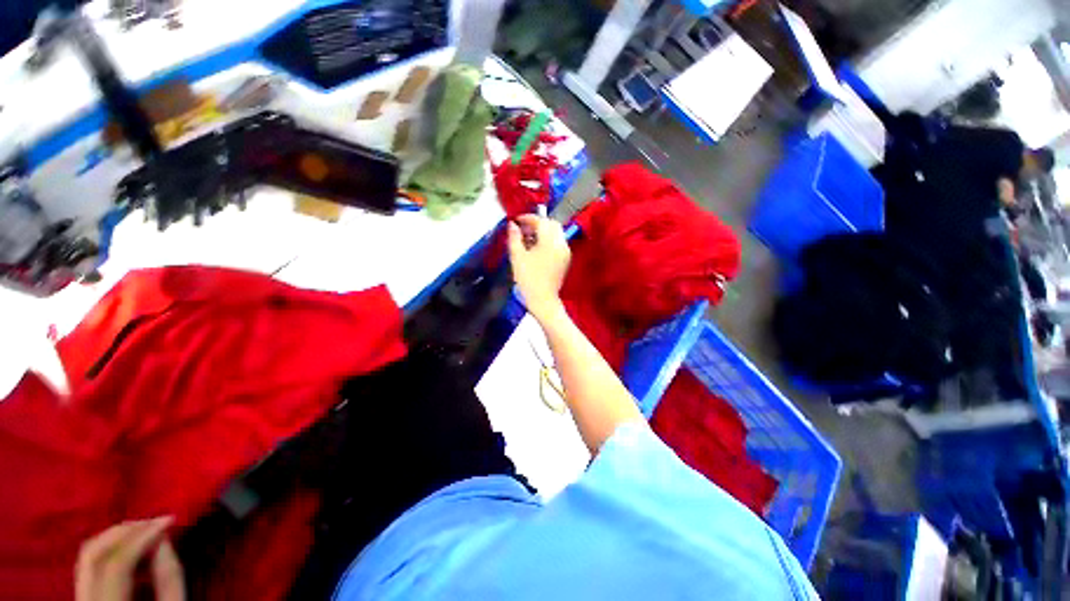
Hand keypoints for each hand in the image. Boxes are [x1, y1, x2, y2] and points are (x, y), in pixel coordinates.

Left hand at [76, 517, 184, 600]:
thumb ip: (169, 578)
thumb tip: (163, 539)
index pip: (117, 563)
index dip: (142, 536)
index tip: (169, 520)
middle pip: (92, 553)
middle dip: (124, 531)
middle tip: (155, 521)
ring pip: (88, 556)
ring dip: (117, 538)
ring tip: (146, 533)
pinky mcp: (82, 598)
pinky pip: (91, 566)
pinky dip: (113, 551)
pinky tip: (134, 552)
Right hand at [508, 214, 570, 321]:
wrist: (543, 300)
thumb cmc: (528, 280)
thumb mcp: (517, 257)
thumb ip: (514, 238)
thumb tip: (512, 225)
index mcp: (550, 241)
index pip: (541, 221)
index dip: (528, 218)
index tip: (516, 220)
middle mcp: (561, 244)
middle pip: (552, 224)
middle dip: (537, 223)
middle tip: (523, 228)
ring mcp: (565, 252)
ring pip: (556, 233)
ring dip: (543, 231)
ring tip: (528, 238)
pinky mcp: (565, 259)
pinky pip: (558, 242)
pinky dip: (548, 240)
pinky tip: (536, 248)